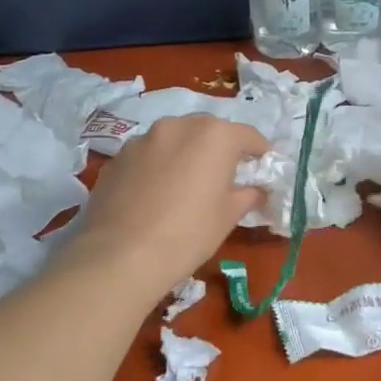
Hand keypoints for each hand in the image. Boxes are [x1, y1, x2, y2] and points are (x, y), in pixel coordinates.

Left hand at [68, 116, 269, 302]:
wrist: (121, 255)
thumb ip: (247, 195)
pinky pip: (148, 156)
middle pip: (208, 131)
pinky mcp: (118, 157)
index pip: (248, 135)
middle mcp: (178, 125)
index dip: (259, 151)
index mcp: (214, 135)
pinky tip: (155, 195)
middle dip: (219, 149)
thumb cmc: (189, 233)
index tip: (263, 166)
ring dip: (185, 154)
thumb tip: (255, 191)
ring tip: (185, 184)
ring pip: (174, 140)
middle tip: (224, 176)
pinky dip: (157, 166)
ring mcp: (143, 138)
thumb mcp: (228, 217)